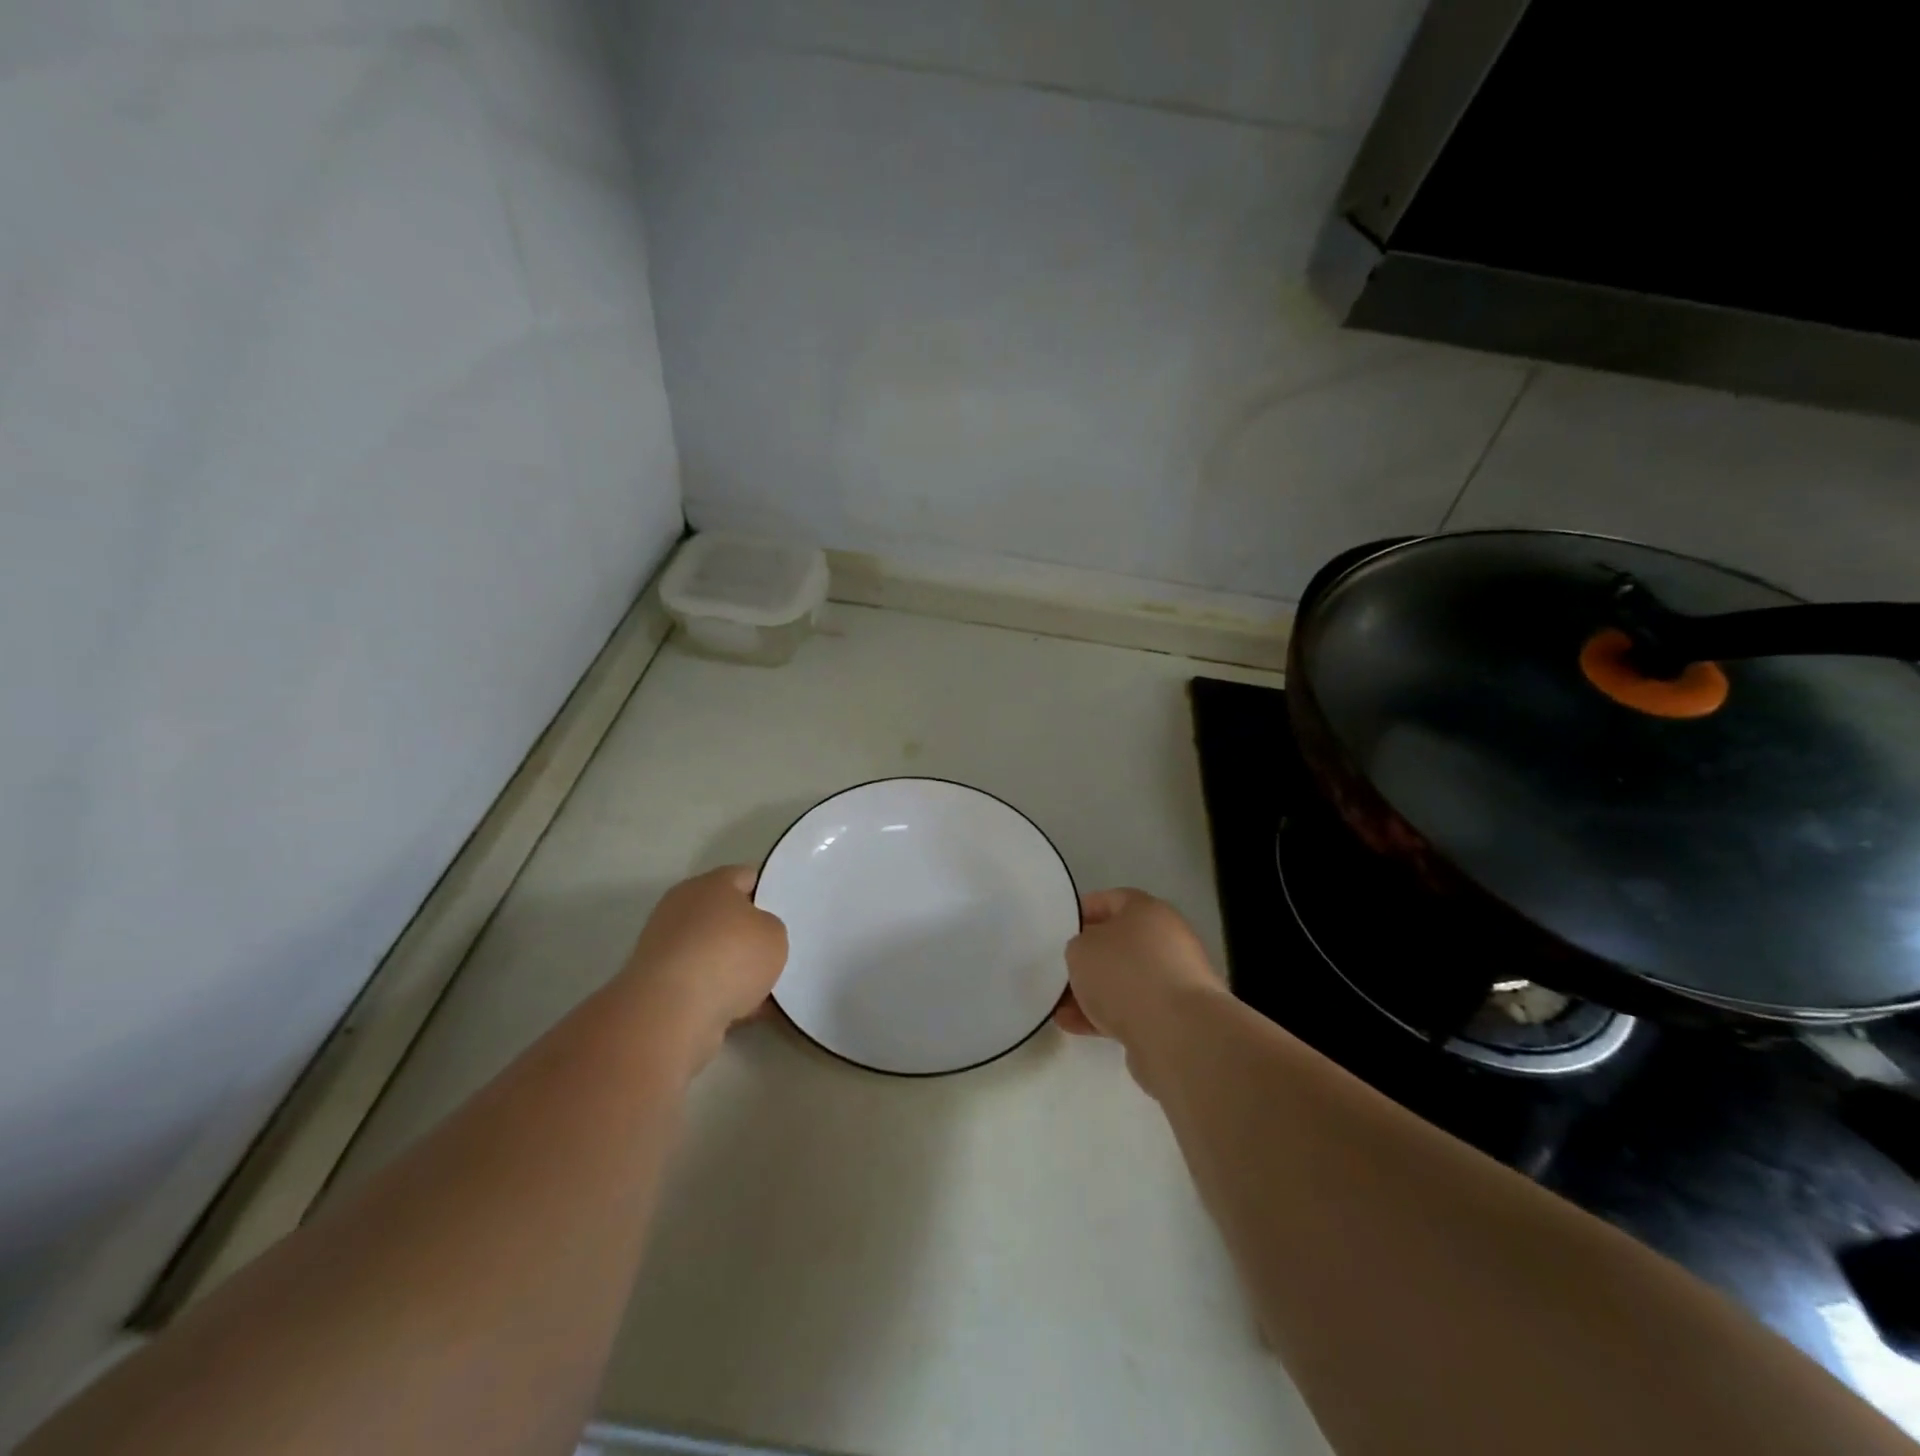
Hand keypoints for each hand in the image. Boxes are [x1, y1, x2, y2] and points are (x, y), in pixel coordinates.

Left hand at [619, 866, 787, 1064]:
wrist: (671, 1012)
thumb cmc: (729, 957)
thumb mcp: (774, 935)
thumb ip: (769, 927)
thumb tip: (753, 935)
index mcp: (710, 884)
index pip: (745, 876)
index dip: (767, 891)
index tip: (784, 912)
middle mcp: (682, 908)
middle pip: (724, 915)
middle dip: (746, 933)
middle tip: (773, 951)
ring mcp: (664, 946)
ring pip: (711, 952)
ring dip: (732, 968)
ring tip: (763, 990)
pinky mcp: (656, 983)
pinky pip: (699, 983)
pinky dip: (718, 994)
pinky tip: (742, 1011)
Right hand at [1055, 889, 1224, 1066]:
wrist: (1176, 1033)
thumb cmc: (1124, 974)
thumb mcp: (1081, 949)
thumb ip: (1079, 946)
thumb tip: (1089, 955)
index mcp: (1148, 910)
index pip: (1111, 900)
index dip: (1083, 911)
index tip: (1060, 928)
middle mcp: (1167, 939)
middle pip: (1119, 943)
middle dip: (1088, 959)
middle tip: (1060, 970)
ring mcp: (1174, 980)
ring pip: (1124, 980)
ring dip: (1094, 991)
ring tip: (1060, 1007)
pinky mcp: (1175, 1016)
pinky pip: (1132, 1009)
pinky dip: (1106, 1015)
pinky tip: (1075, 1026)